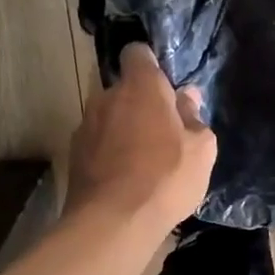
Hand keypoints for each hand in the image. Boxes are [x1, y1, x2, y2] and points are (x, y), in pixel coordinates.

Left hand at [66, 43, 217, 233]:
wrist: (113, 221)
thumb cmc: (166, 178)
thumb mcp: (201, 150)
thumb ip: (194, 118)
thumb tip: (187, 98)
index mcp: (140, 87)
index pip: (138, 53)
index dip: (151, 66)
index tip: (166, 89)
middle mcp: (106, 97)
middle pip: (125, 90)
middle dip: (142, 105)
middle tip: (164, 134)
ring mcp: (85, 126)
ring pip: (110, 118)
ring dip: (125, 131)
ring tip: (144, 162)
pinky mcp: (73, 155)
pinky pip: (98, 144)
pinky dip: (110, 154)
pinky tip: (125, 180)